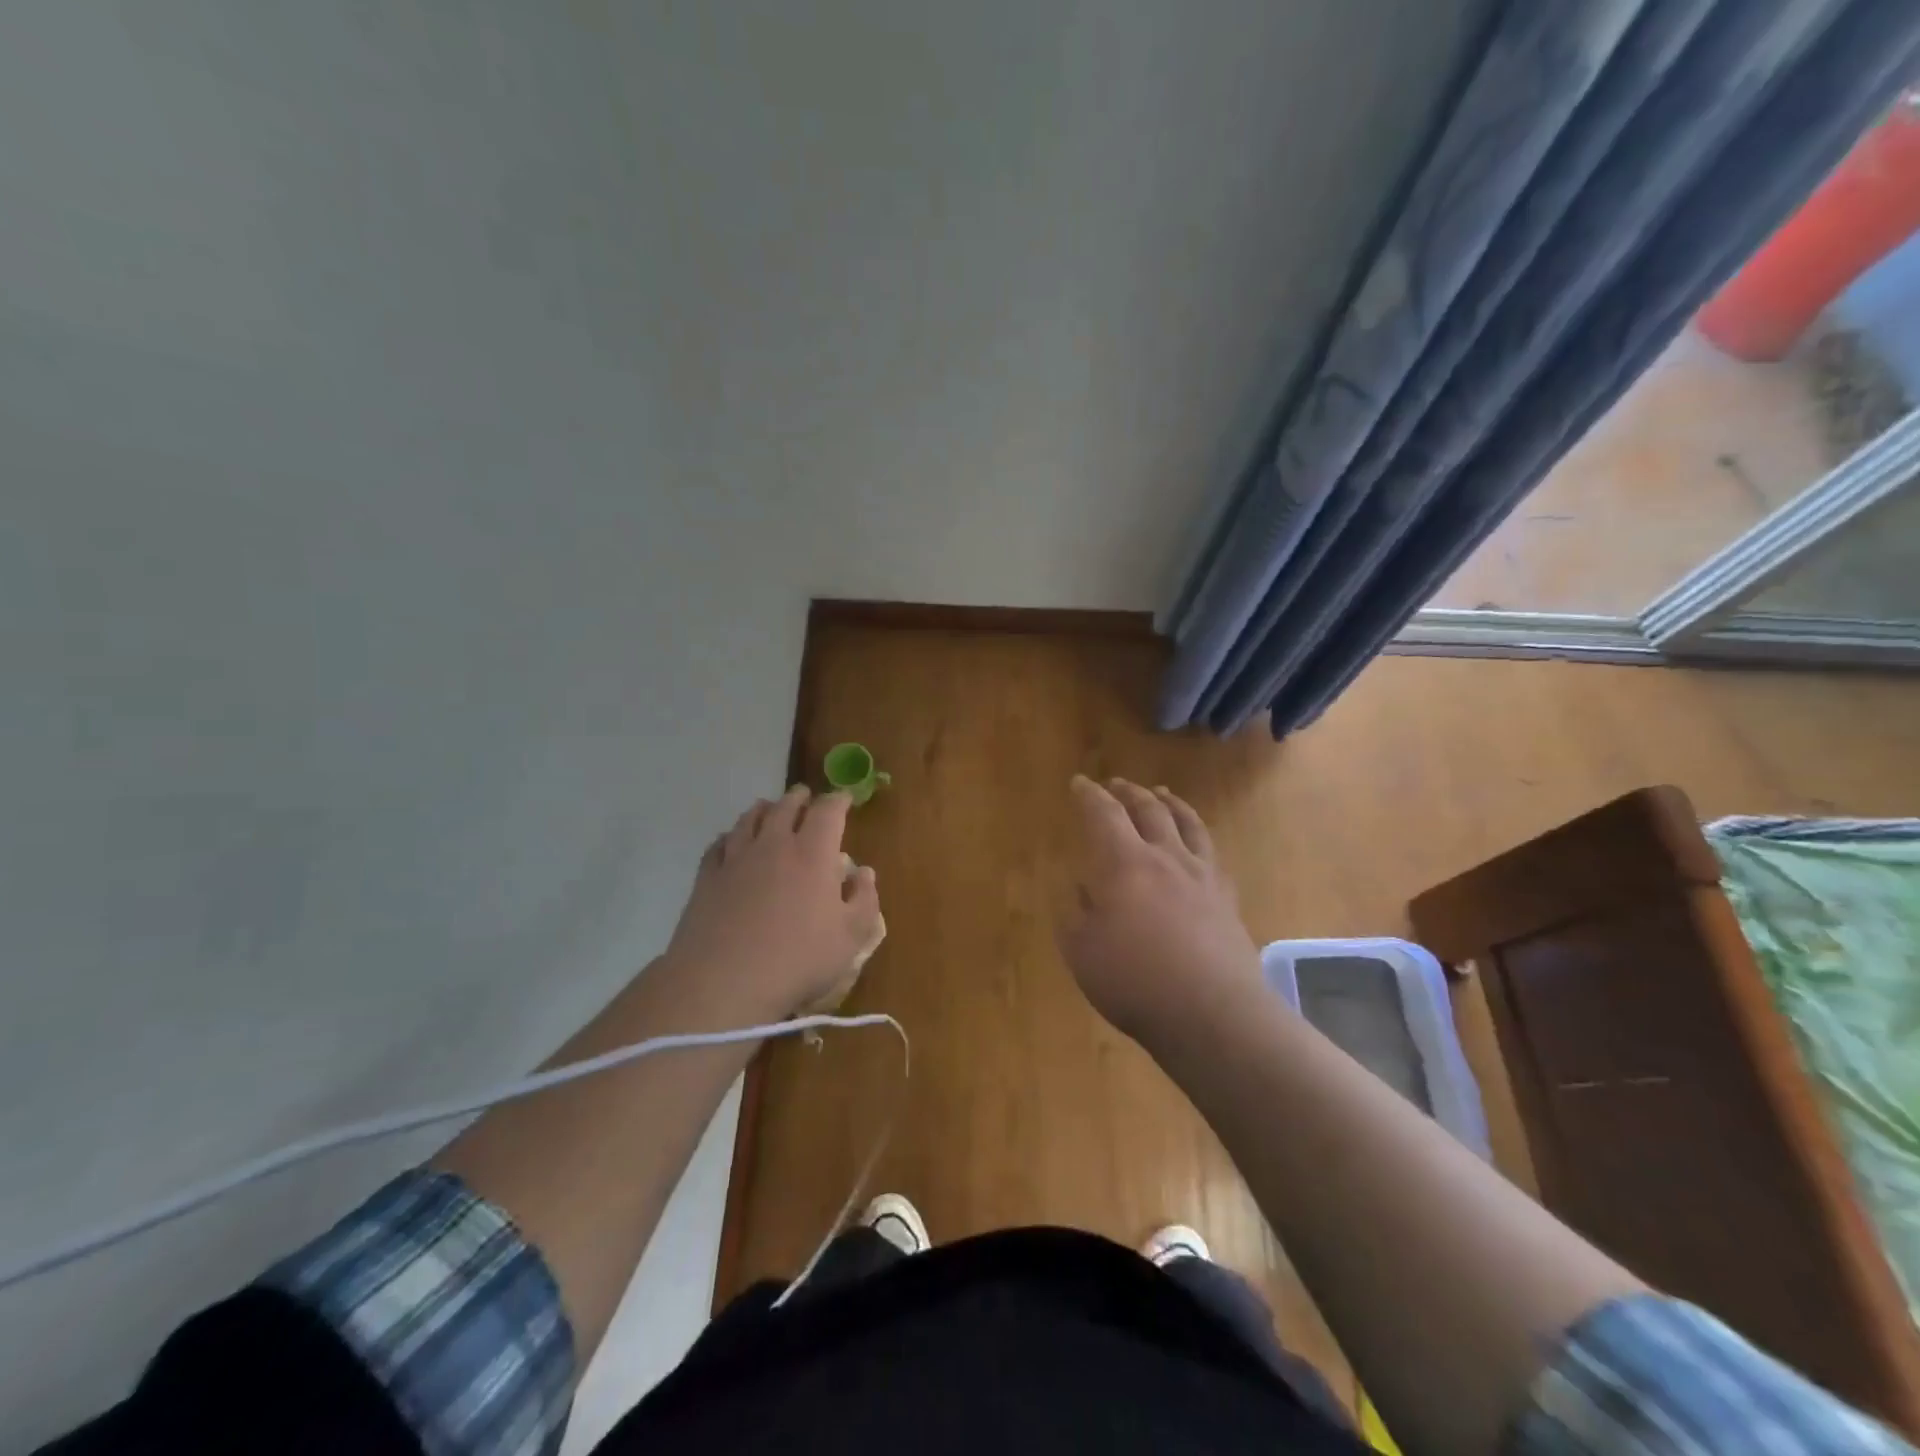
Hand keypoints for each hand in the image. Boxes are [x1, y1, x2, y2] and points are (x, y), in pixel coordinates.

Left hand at [663, 787, 881, 1020]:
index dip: (839, 800)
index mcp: (813, 853)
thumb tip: (863, 873)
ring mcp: (736, 858)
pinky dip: (730, 836)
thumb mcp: (850, 937)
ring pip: (750, 819)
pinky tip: (730, 841)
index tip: (845, 799)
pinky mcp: (707, 877)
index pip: (828, 811)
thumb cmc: (798, 959)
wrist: (724, 982)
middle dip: (800, 798)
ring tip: (769, 808)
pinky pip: (719, 844)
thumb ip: (864, 900)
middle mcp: (774, 845)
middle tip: (806, 798)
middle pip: (786, 807)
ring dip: (764, 810)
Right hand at [1055, 776, 1264, 1047]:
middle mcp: (1165, 856)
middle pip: (1148, 809)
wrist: (1213, 1013)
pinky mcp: (1226, 897)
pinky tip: (1196, 844)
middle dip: (1129, 791)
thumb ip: (1075, 911)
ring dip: (1169, 802)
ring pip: (1187, 822)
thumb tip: (1079, 885)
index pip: (1104, 814)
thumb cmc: (1134, 981)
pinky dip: (1198, 836)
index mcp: (1124, 863)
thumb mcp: (1081, 950)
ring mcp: (1201, 875)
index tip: (1079, 783)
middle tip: (1117, 784)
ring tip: (1161, 793)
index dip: (1089, 795)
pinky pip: (1211, 852)